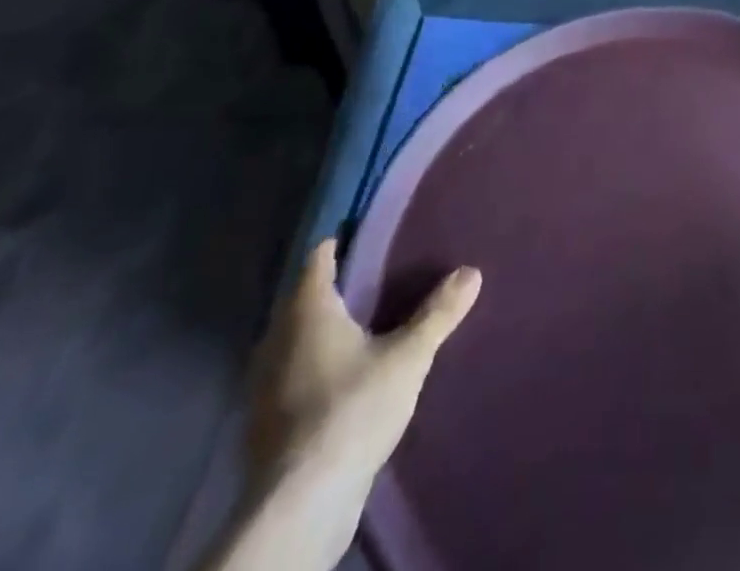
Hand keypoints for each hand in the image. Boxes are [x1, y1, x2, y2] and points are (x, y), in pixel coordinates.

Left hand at [242, 241, 479, 559]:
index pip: (317, 260)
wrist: (301, 505)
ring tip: (361, 325)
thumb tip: (472, 271)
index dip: (338, 243)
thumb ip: (438, 313)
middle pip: (303, 300)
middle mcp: (278, 340)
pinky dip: (313, 366)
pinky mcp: (267, 424)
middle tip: (373, 277)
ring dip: (321, 331)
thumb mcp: (408, 357)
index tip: (362, 234)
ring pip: (294, 340)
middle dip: (333, 288)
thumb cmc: (352, 410)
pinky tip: (340, 377)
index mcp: (308, 312)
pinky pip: (292, 375)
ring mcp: (266, 385)